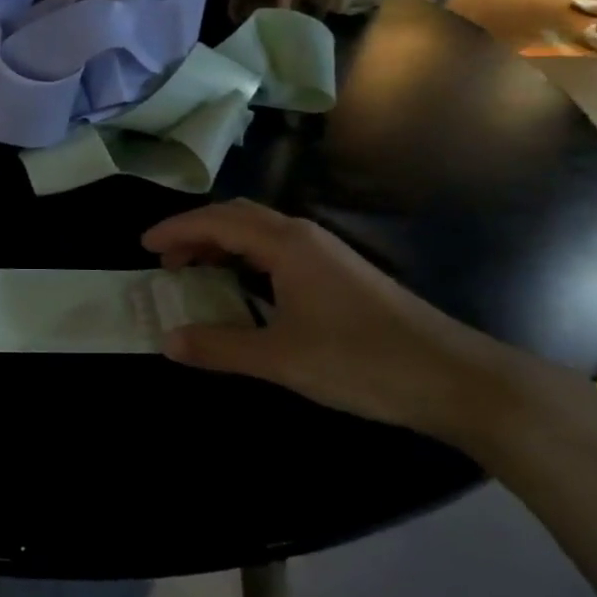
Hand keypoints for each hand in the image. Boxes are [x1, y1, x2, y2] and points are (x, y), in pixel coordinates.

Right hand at [142, 201, 578, 452]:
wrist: (453, 379)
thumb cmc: (361, 361)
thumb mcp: (280, 358)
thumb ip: (219, 347)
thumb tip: (168, 340)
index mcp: (287, 244)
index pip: (218, 221)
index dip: (177, 230)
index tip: (143, 247)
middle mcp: (304, 237)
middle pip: (238, 217)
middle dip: (196, 232)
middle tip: (165, 260)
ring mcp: (326, 254)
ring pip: (260, 232)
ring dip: (221, 244)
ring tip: (194, 272)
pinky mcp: (340, 274)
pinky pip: (277, 249)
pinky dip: (246, 258)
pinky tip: (243, 287)